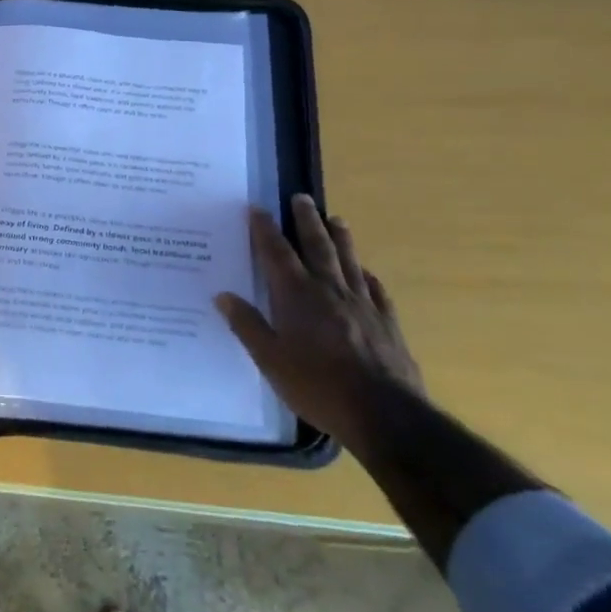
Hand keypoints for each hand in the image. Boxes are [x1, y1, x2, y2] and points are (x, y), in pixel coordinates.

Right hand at [215, 195, 424, 450]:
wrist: (385, 414)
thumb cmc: (318, 386)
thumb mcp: (270, 360)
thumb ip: (248, 325)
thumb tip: (223, 296)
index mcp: (297, 296)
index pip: (277, 253)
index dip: (265, 229)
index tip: (257, 208)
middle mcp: (330, 290)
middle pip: (317, 246)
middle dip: (306, 220)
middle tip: (302, 197)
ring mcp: (363, 304)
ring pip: (349, 261)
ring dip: (340, 237)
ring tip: (336, 218)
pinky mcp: (387, 322)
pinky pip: (376, 289)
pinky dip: (367, 275)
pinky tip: (367, 272)